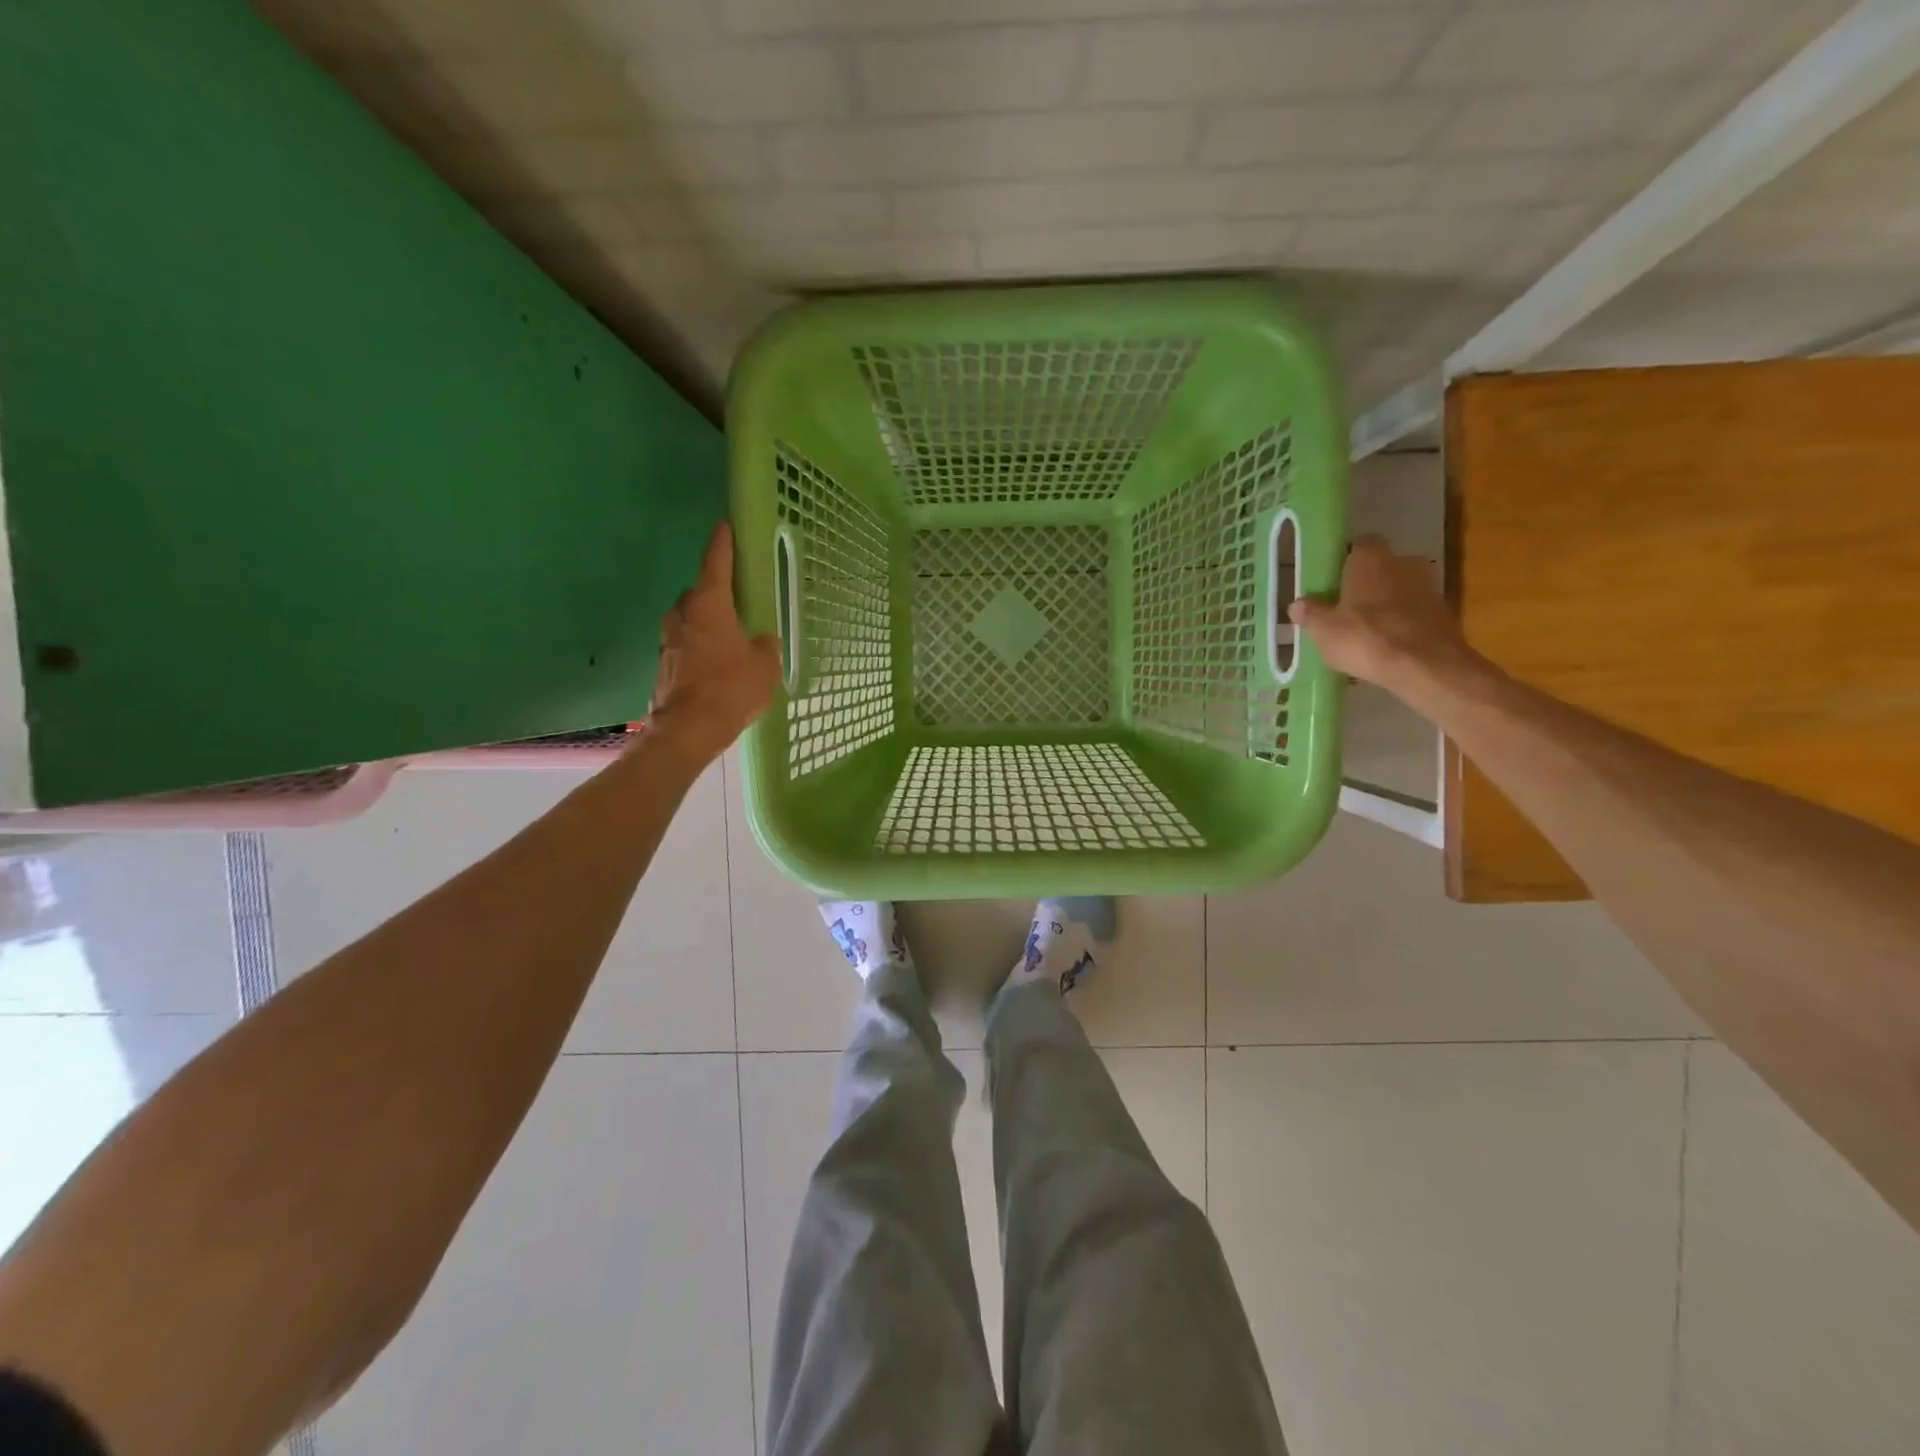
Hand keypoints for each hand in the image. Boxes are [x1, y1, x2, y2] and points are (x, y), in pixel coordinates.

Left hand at [648, 523, 781, 763]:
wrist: (687, 730)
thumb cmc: (730, 689)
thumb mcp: (765, 666)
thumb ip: (766, 646)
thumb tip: (761, 639)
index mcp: (709, 605)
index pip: (715, 562)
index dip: (723, 543)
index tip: (725, 525)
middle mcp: (683, 615)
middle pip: (699, 592)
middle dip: (715, 592)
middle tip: (736, 600)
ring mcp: (668, 639)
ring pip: (689, 619)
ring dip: (705, 622)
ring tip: (728, 636)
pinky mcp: (663, 663)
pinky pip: (684, 644)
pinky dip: (698, 646)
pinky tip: (715, 663)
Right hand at [1288, 536, 1472, 692]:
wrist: (1425, 666)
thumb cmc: (1365, 638)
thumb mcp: (1323, 630)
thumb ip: (1310, 613)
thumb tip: (1298, 604)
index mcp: (1371, 558)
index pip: (1359, 545)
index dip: (1345, 561)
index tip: (1333, 581)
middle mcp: (1404, 562)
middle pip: (1382, 567)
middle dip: (1367, 584)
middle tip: (1346, 608)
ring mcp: (1429, 586)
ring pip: (1400, 589)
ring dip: (1386, 604)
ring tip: (1366, 631)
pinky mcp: (1444, 613)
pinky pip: (1415, 612)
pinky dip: (1403, 623)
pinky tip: (1388, 646)